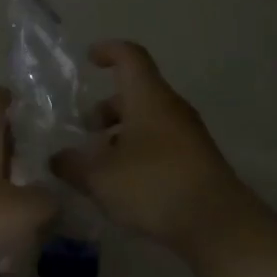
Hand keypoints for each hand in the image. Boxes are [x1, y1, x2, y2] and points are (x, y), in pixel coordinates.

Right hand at [48, 42, 258, 258]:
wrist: (218, 225)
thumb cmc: (153, 186)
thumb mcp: (100, 177)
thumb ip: (73, 165)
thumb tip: (58, 158)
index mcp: (148, 98)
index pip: (130, 57)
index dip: (108, 51)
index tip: (89, 59)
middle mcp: (171, 109)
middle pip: (137, 93)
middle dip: (108, 107)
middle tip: (86, 130)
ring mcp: (189, 136)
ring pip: (149, 121)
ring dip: (122, 133)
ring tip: (100, 163)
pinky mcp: (198, 163)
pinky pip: (162, 144)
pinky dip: (139, 152)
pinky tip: (124, 183)